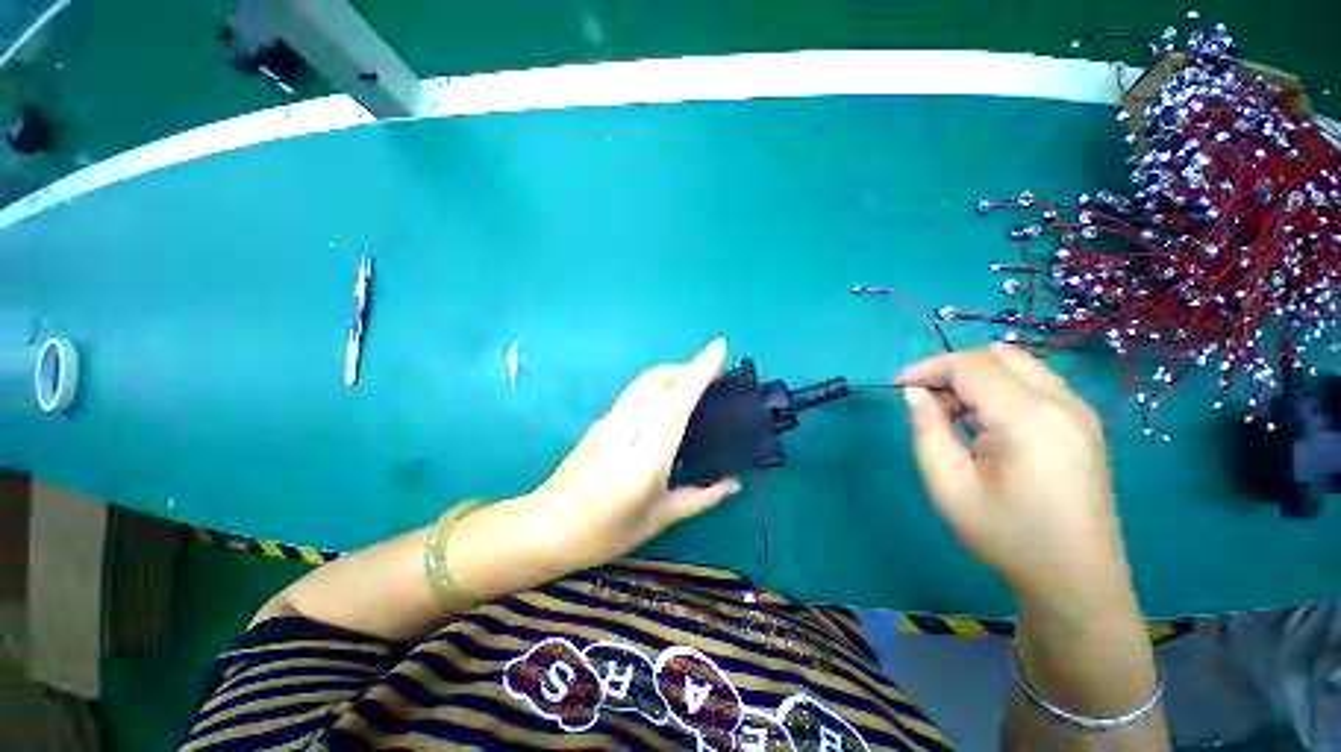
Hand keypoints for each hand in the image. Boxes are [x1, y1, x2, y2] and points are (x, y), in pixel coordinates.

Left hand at [523, 339, 740, 573]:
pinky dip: (657, 384)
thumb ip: (699, 498)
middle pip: (656, 381)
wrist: (544, 528)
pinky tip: (668, 398)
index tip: (719, 348)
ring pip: (642, 382)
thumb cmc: (604, 533)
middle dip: (687, 367)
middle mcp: (624, 431)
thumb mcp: (658, 520)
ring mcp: (607, 422)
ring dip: (671, 372)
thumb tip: (733, 484)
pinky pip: (634, 393)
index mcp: (644, 460)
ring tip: (696, 380)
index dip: (698, 373)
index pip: (674, 404)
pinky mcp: (599, 421)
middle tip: (715, 370)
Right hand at [896, 345, 1131, 608]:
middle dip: (951, 369)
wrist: (1076, 579)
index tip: (898, 388)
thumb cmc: (1007, 535)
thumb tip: (914, 393)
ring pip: (1017, 365)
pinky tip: (984, 424)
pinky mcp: (1083, 423)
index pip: (969, 365)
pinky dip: (999, 389)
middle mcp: (1061, 402)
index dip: (927, 368)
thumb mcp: (949, 485)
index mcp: (1029, 418)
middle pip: (996, 355)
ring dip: (975, 378)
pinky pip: (1034, 383)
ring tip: (952, 416)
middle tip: (925, 400)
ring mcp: (1079, 411)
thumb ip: (927, 429)